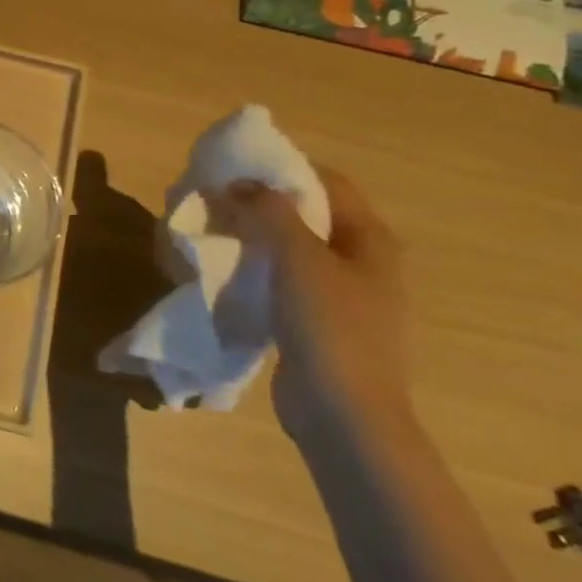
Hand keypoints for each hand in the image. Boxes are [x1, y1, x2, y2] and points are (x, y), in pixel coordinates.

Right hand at [226, 168, 413, 439]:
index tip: (236, 167)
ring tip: (210, 232)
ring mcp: (340, 296)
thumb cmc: (330, 327)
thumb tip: (240, 183)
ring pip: (290, 250)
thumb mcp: (299, 260)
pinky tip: (223, 272)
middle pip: (308, 215)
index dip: (284, 169)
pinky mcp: (315, 323)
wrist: (344, 414)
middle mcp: (362, 263)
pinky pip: (280, 281)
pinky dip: (253, 268)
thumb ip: (270, 213)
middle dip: (260, 203)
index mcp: (370, 241)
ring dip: (252, 236)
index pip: (329, 183)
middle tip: (213, 199)